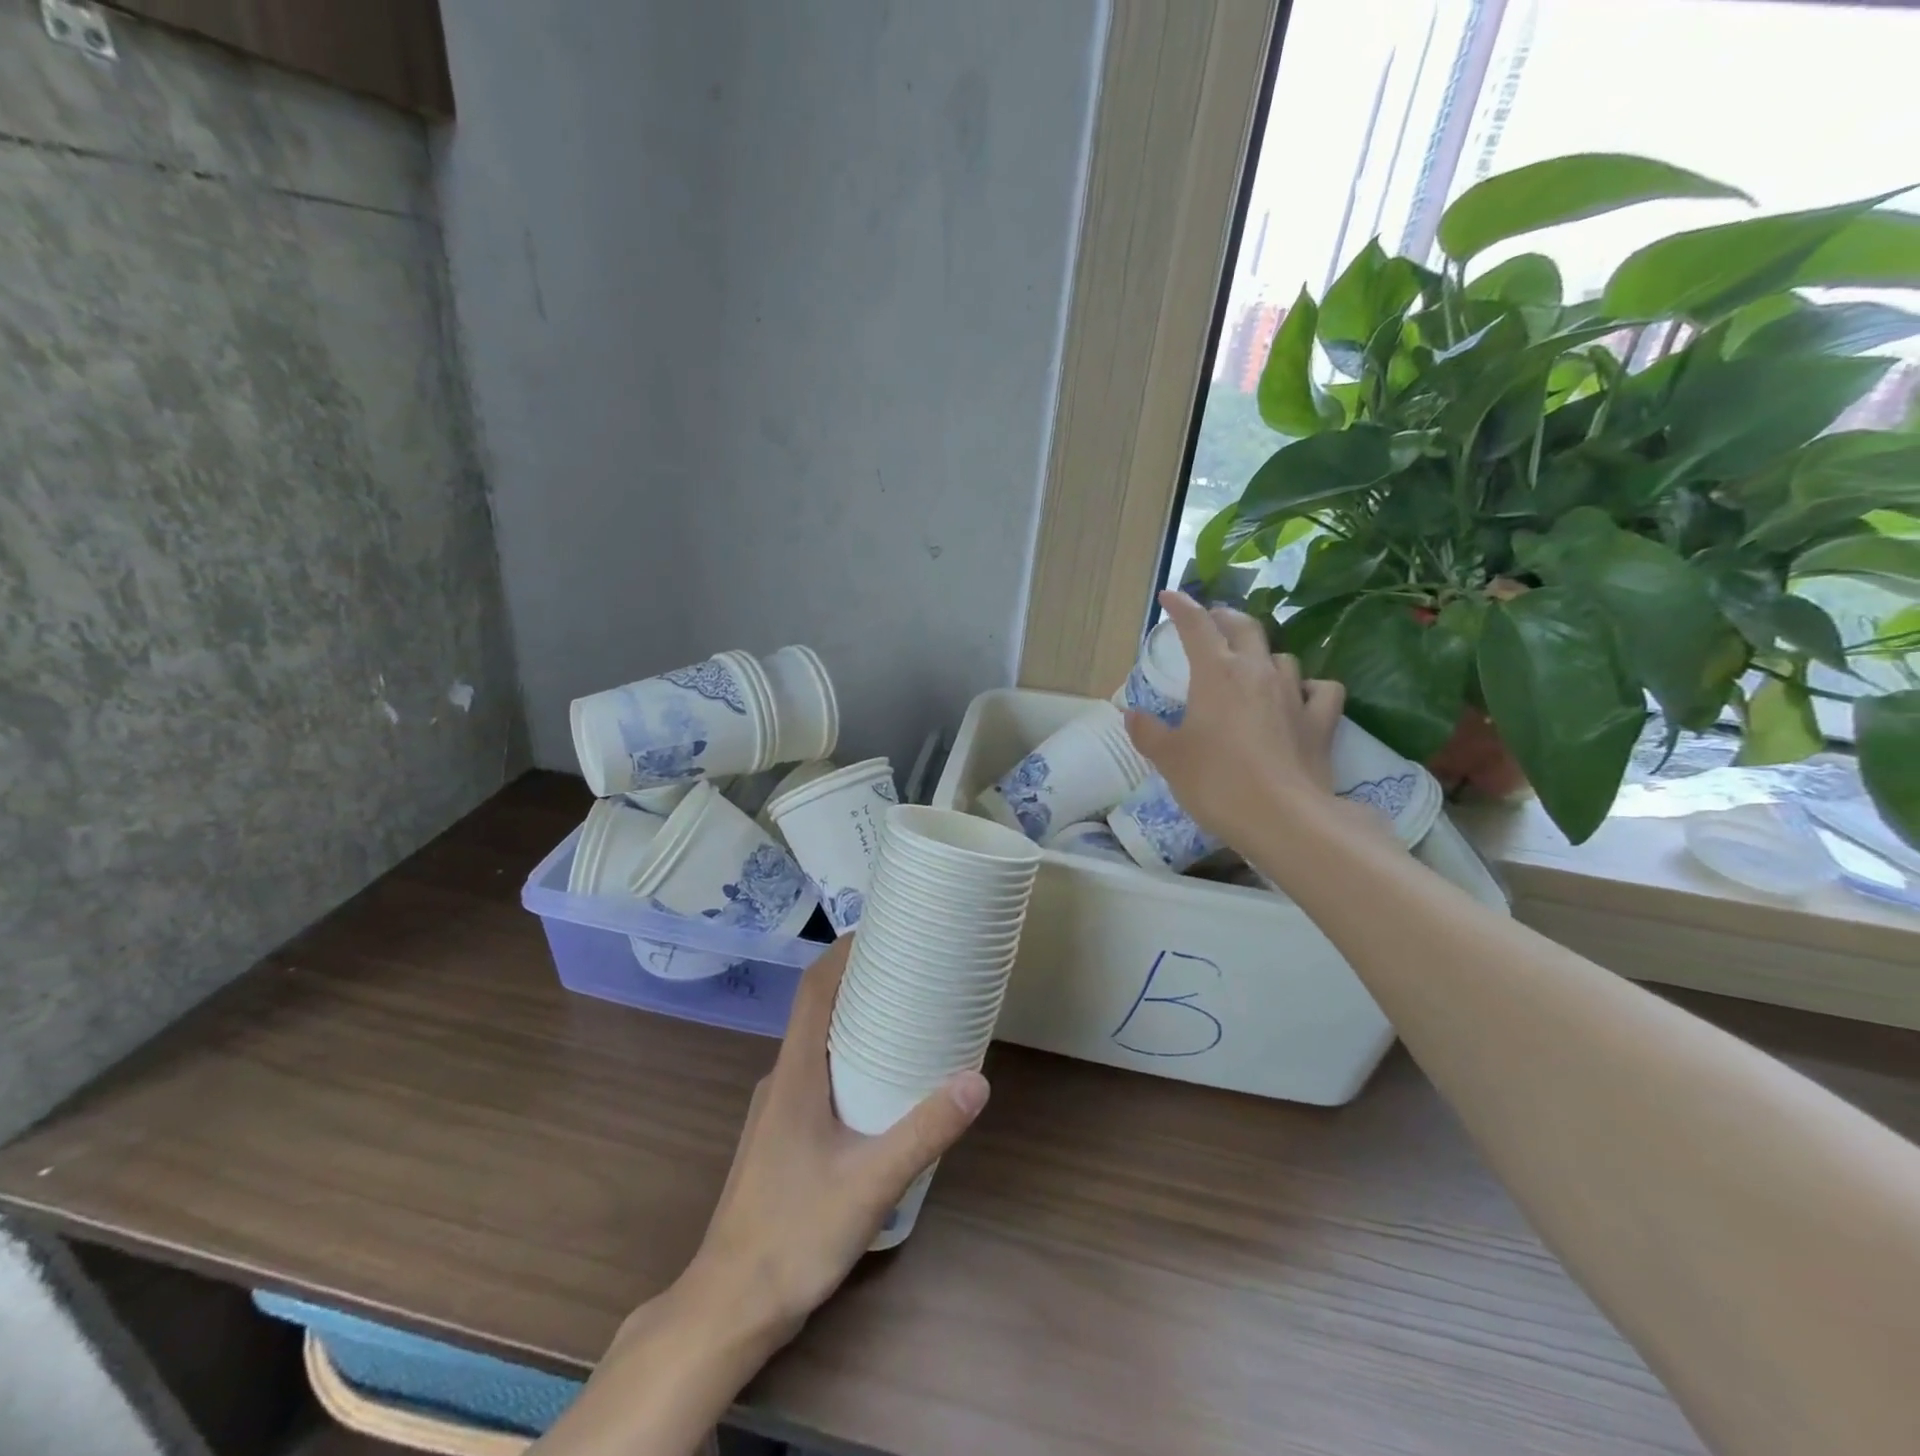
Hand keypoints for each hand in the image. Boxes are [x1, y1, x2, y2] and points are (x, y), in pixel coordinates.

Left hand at [686, 937, 989, 1346]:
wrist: (728, 1307)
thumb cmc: (793, 1235)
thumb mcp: (870, 1184)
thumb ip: (924, 1132)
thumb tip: (976, 1080)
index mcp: (795, 1074)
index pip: (813, 990)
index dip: (842, 952)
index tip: (881, 930)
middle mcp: (782, 1080)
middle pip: (818, 1011)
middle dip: (859, 983)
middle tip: (910, 971)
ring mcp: (776, 1110)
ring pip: (818, 1047)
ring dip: (853, 1023)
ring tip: (904, 1020)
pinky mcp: (780, 1137)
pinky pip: (816, 1077)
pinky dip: (847, 1061)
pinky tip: (878, 1087)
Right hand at [1125, 590, 1350, 848]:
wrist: (1282, 817)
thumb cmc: (1215, 781)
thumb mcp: (1169, 759)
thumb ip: (1148, 732)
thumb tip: (1132, 715)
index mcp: (1217, 674)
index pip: (1197, 626)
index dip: (1182, 607)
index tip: (1169, 597)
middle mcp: (1258, 672)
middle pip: (1245, 628)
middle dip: (1225, 618)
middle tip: (1212, 622)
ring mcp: (1294, 694)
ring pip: (1282, 657)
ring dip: (1264, 656)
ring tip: (1253, 668)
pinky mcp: (1321, 722)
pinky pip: (1321, 690)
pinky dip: (1310, 688)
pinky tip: (1301, 698)